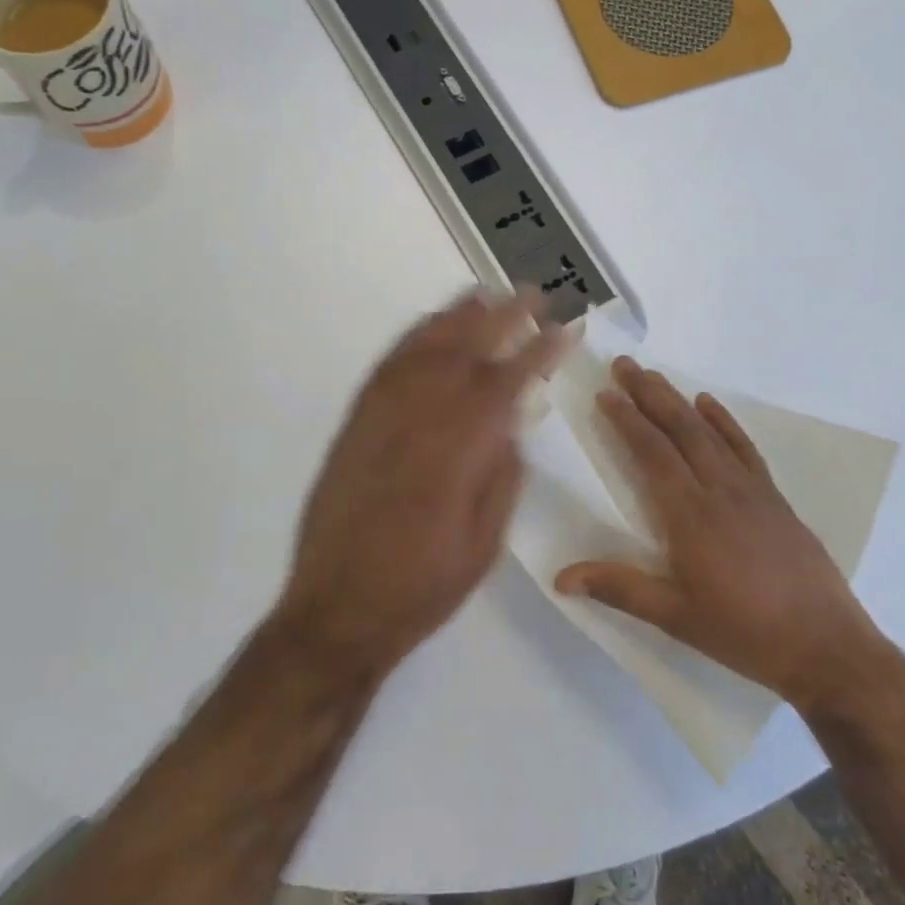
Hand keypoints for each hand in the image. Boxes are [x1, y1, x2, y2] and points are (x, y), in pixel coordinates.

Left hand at [275, 290, 565, 684]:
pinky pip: (386, 367)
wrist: (337, 610)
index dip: (540, 352)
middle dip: (502, 317)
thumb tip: (511, 422)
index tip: (567, 329)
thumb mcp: (482, 541)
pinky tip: (429, 330)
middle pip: (464, 351)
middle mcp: (417, 419)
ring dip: (456, 317)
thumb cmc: (422, 586)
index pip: (507, 383)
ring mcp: (379, 418)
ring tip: (484, 294)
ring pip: (422, 350)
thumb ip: (500, 474)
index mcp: (457, 450)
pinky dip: (412, 340)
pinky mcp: (354, 425)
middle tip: (532, 293)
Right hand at [556, 357, 882, 708]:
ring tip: (655, 377)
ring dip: (680, 401)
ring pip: (709, 432)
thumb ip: (618, 589)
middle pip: (680, 430)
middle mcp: (720, 491)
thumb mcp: (675, 617)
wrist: (826, 647)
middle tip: (624, 364)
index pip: (652, 454)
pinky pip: (744, 448)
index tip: (605, 394)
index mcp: (690, 516)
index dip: (627, 421)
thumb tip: (560, 578)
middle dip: (649, 394)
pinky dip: (725, 421)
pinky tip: (710, 404)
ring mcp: (752, 490)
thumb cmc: (744, 633)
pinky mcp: (775, 498)